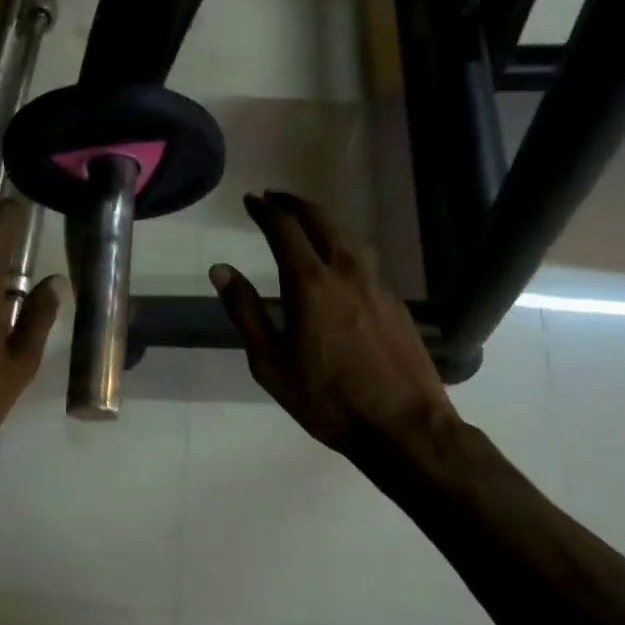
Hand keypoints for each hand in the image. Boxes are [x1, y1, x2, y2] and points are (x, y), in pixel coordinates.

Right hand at [210, 190, 458, 459]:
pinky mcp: (395, 301)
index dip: (265, 210)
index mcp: (310, 284)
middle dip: (295, 204)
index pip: (284, 229)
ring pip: (348, 235)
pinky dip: (344, 244)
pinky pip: (364, 257)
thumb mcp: (271, 363)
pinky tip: (339, 260)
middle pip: (321, 220)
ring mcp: (376, 284)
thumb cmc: (327, 400)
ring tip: (306, 221)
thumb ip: (246, 312)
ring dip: (323, 220)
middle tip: (275, 198)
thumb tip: (221, 269)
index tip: (251, 200)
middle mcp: (346, 272)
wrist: (404, 426)